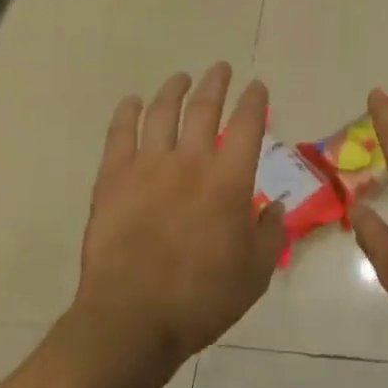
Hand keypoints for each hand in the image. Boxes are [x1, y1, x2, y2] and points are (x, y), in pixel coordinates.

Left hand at [73, 62, 286, 370]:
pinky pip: (119, 134)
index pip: (247, 126)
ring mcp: (146, 167)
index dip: (254, 101)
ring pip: (161, 113)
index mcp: (228, 180)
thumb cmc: (201, 298)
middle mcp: (189, 162)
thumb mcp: (255, 273)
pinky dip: (127, 113)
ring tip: (181, 77)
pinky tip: (131, 101)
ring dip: (174, 90)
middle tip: (220, 68)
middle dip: (215, 83)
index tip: (257, 87)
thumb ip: (271, 234)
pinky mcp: (112, 179)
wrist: (132, 318)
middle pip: (204, 108)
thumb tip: (275, 206)